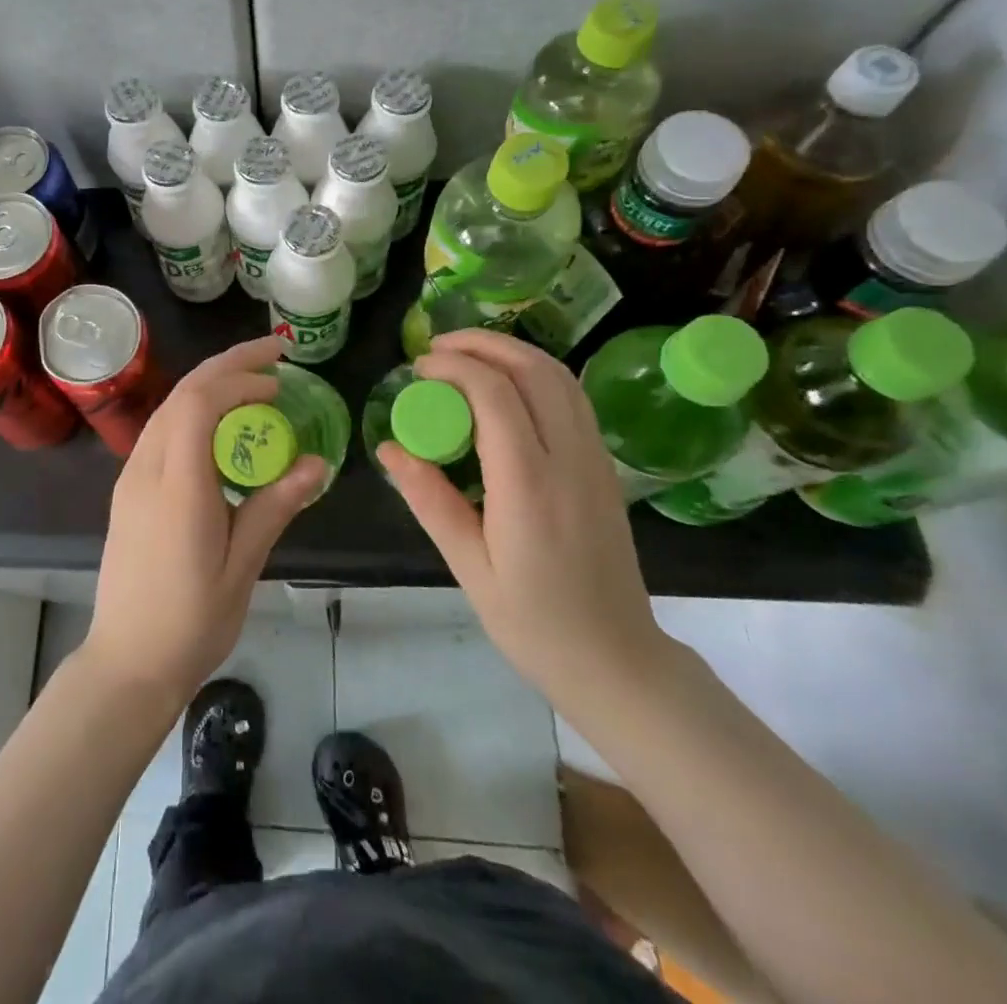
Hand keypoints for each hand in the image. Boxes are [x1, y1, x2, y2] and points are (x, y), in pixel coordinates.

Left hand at [84, 335, 326, 712]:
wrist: (127, 662)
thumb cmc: (191, 622)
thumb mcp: (243, 567)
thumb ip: (274, 507)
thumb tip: (317, 462)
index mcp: (177, 487)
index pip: (199, 404)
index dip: (240, 380)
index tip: (279, 383)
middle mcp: (146, 470)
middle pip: (182, 394)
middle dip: (228, 364)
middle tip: (274, 352)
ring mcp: (131, 478)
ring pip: (168, 408)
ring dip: (210, 383)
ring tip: (253, 378)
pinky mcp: (129, 489)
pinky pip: (162, 430)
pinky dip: (194, 410)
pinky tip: (222, 422)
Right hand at [378, 329, 668, 705]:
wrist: (617, 661)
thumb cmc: (534, 624)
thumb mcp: (469, 568)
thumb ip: (430, 500)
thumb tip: (389, 448)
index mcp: (530, 487)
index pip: (495, 395)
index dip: (454, 367)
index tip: (419, 369)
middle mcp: (570, 460)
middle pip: (533, 370)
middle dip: (483, 345)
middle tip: (438, 349)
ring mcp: (595, 460)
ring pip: (560, 377)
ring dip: (512, 353)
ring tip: (467, 357)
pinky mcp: (604, 467)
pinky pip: (572, 399)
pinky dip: (536, 374)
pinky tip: (506, 387)